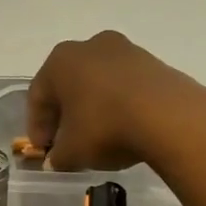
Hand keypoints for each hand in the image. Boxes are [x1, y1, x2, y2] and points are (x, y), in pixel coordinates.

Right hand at [26, 31, 205, 172]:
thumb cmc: (105, 127)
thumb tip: (57, 159)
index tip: (43, 151)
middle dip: (65, 115)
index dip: (37, 127)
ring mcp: (124, 50)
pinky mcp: (152, 62)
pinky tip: (123, 127)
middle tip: (66, 143)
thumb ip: (57, 157)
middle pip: (68, 85)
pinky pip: (124, 85)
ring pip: (97, 83)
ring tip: (97, 137)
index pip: (38, 97)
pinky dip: (117, 104)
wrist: (168, 116)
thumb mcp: (71, 152)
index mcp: (60, 61)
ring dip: (92, 108)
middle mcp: (89, 46)